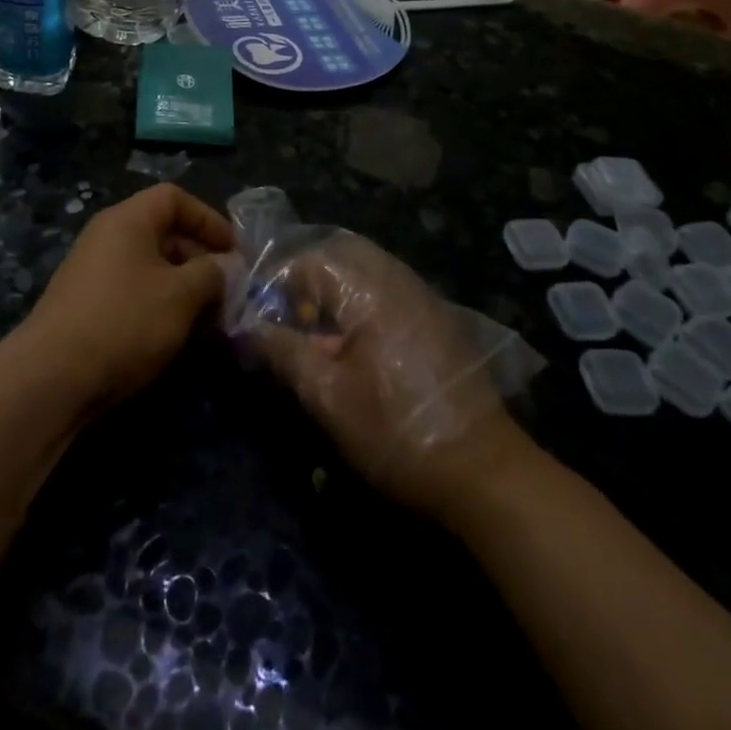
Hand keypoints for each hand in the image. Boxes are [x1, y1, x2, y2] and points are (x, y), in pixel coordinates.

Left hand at [17, 184, 234, 412]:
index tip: (234, 250)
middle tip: (227, 290)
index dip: (208, 218)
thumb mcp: (181, 295)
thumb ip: (212, 274)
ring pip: (151, 268)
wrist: (52, 378)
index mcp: (127, 220)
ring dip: (184, 289)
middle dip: (200, 259)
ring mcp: (93, 274)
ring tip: (209, 320)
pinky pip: (134, 294)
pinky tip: (177, 338)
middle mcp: (107, 238)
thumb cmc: (125, 321)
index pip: (173, 198)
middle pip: (163, 233)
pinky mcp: (87, 308)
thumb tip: (224, 268)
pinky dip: (160, 307)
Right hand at [249, 232, 524, 521]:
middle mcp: (399, 280)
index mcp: (370, 289)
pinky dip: (360, 306)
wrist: (485, 473)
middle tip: (284, 317)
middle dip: (305, 280)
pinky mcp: (438, 322)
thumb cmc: (396, 431)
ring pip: (366, 274)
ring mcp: (423, 299)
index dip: (276, 281)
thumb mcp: (327, 397)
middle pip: (340, 256)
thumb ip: (283, 352)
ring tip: (313, 335)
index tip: (255, 312)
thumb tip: (245, 326)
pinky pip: (388, 293)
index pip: (310, 260)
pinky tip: (352, 348)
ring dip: (333, 293)